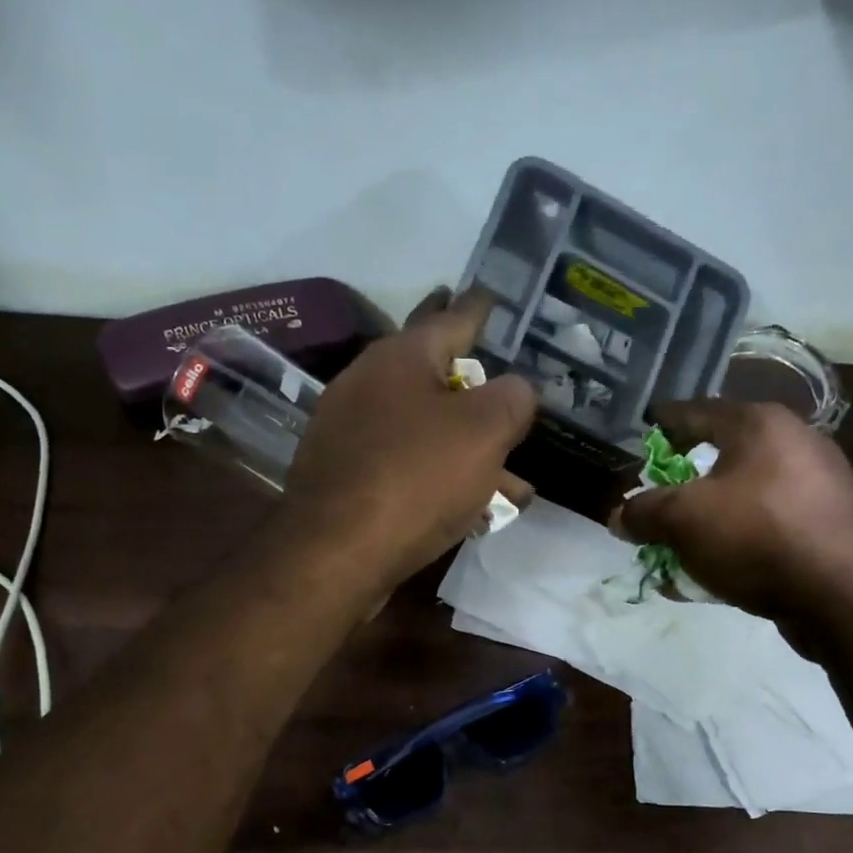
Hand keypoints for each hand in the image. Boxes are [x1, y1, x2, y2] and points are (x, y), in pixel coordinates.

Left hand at [284, 288, 535, 590]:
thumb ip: (512, 399)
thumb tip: (516, 390)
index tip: (496, 297)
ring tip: (513, 478)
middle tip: (502, 377)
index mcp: (401, 357)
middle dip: (474, 382)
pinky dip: (440, 476)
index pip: (453, 317)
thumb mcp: (484, 431)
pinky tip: (471, 506)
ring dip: (467, 447)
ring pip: (424, 428)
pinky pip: (406, 465)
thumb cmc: (415, 479)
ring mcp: (351, 432)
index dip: (482, 309)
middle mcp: (369, 384)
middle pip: (434, 373)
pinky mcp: (346, 477)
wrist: (335, 554)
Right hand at [615, 399, 852, 638]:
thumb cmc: (756, 536)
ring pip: (744, 494)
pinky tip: (712, 570)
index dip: (665, 422)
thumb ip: (644, 513)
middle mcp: (794, 443)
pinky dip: (735, 540)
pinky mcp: (827, 525)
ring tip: (680, 541)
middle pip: (722, 453)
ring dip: (708, 516)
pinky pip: (765, 525)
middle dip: (684, 478)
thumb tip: (618, 516)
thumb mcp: (683, 520)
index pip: (697, 411)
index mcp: (760, 424)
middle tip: (657, 493)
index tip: (644, 428)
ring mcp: (818, 485)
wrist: (842, 595)